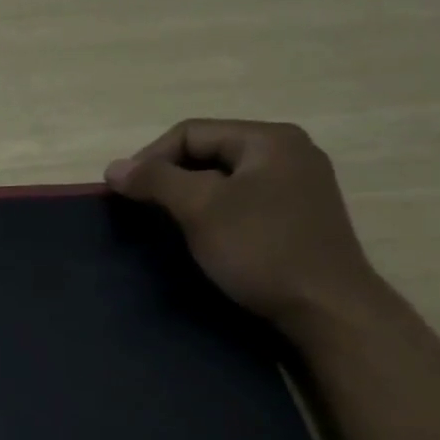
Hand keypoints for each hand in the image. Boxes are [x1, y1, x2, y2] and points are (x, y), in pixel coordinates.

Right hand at [105, 120, 387, 337]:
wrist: (326, 307)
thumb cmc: (261, 249)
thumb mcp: (201, 209)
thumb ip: (156, 181)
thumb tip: (113, 168)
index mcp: (269, 139)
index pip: (191, 132)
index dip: (149, 158)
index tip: (123, 194)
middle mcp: (288, 153)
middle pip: (208, 152)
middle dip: (169, 177)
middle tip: (141, 209)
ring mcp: (296, 185)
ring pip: (224, 178)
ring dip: (188, 196)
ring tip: (165, 224)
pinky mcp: (296, 217)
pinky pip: (242, 200)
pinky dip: (213, 211)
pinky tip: (201, 236)